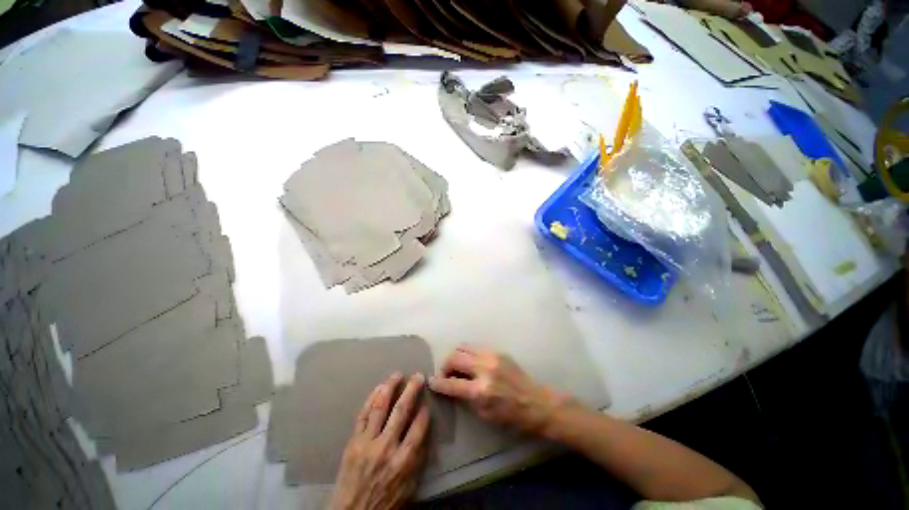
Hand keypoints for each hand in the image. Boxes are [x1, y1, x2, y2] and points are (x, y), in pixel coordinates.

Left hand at [329, 373, 429, 509]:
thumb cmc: (384, 502)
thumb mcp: (409, 488)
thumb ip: (418, 460)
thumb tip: (424, 433)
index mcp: (403, 461)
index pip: (418, 428)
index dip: (424, 412)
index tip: (427, 402)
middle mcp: (386, 447)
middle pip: (401, 411)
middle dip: (411, 390)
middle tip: (418, 376)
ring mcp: (367, 442)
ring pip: (380, 407)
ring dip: (390, 387)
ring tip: (397, 374)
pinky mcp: (353, 441)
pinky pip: (363, 415)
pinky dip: (371, 398)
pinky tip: (379, 387)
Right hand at [429, 345, 564, 435]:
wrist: (536, 403)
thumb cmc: (511, 416)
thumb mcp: (484, 414)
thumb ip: (466, 398)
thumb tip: (451, 386)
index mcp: (481, 390)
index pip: (451, 383)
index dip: (438, 383)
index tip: (431, 381)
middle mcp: (484, 368)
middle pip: (454, 357)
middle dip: (445, 365)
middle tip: (446, 374)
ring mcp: (492, 356)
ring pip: (463, 347)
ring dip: (456, 356)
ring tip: (458, 366)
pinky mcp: (498, 351)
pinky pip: (476, 347)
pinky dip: (468, 354)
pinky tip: (471, 363)